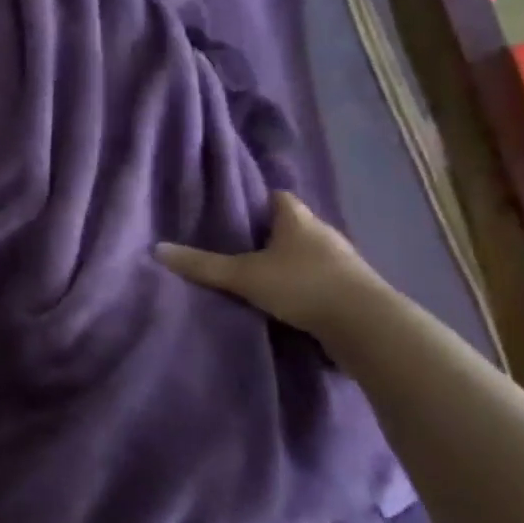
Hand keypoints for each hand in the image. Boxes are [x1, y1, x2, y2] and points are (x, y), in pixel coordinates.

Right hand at [154, 192, 381, 337]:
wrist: (367, 325)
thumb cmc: (303, 285)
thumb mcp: (244, 275)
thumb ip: (203, 265)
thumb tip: (156, 249)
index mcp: (297, 218)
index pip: (277, 197)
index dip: (257, 201)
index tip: (236, 212)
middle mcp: (323, 233)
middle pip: (293, 225)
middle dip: (271, 234)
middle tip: (241, 246)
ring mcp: (344, 262)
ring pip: (310, 254)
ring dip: (291, 263)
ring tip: (262, 276)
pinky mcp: (355, 290)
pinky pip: (324, 280)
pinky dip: (308, 286)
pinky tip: (291, 301)